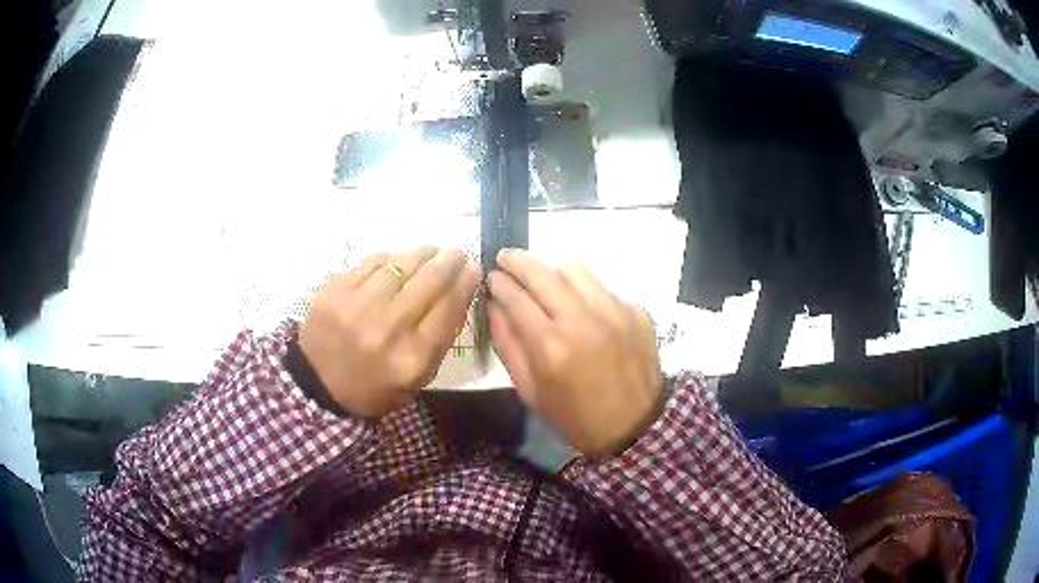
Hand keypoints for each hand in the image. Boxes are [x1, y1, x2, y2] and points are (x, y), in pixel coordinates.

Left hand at [299, 247, 480, 417]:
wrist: (317, 385)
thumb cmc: (374, 388)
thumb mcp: (417, 379)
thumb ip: (439, 340)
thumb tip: (458, 294)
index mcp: (412, 358)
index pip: (449, 309)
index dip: (466, 283)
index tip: (474, 268)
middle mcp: (387, 328)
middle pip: (429, 281)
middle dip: (449, 261)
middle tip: (456, 253)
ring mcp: (357, 306)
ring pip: (400, 264)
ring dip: (421, 254)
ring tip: (430, 251)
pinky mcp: (335, 290)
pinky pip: (372, 263)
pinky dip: (390, 259)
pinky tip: (396, 262)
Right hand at [488, 250, 663, 456]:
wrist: (634, 427)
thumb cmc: (574, 417)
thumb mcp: (530, 391)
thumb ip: (507, 344)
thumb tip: (494, 306)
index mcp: (550, 346)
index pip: (515, 296)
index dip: (498, 282)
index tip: (491, 277)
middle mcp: (582, 319)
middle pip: (541, 272)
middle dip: (517, 261)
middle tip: (506, 259)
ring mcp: (614, 311)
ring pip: (575, 268)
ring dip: (553, 271)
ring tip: (547, 283)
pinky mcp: (635, 311)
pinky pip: (603, 287)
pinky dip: (585, 292)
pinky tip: (583, 310)